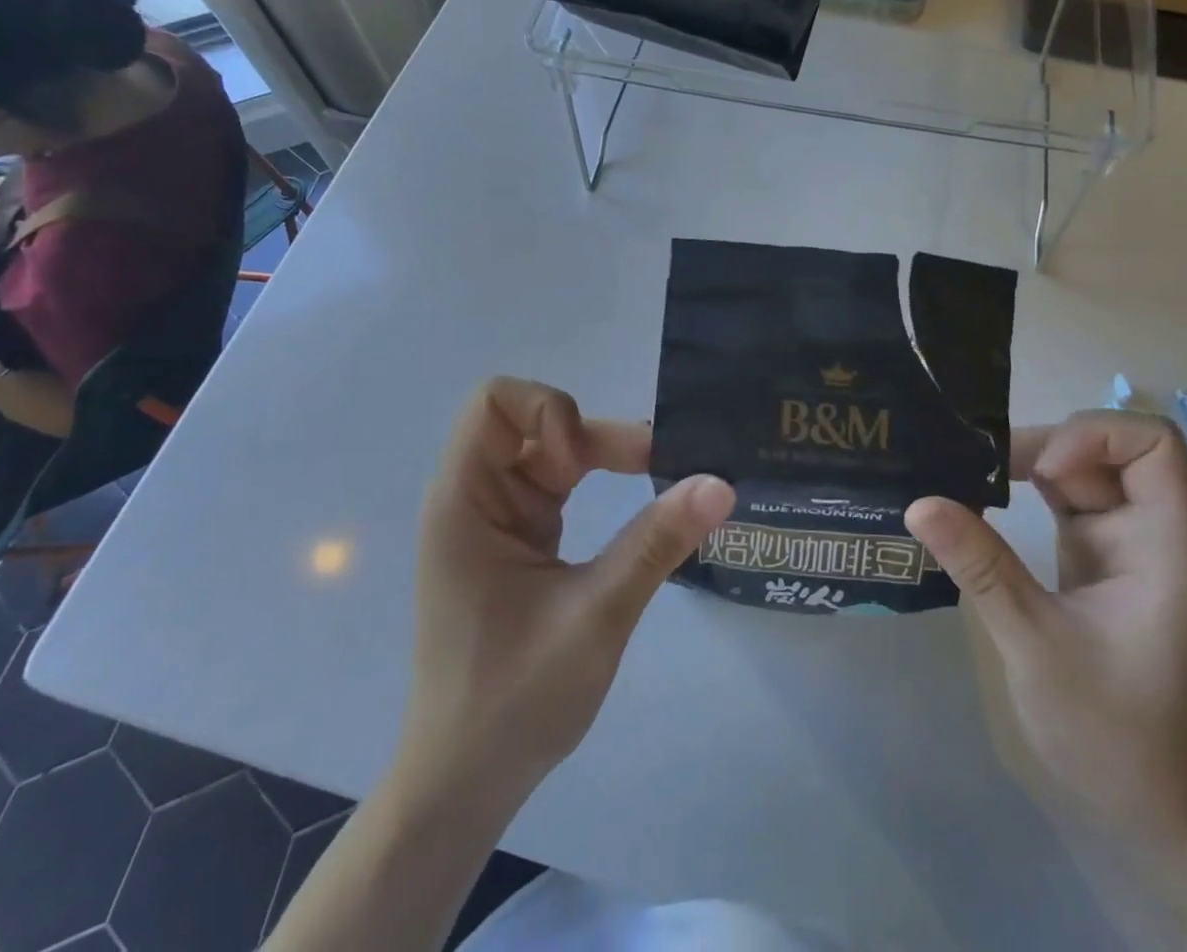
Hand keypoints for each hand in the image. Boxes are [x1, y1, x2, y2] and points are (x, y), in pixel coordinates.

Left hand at [402, 377, 735, 799]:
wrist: (465, 784)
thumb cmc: (514, 701)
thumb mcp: (596, 617)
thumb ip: (656, 543)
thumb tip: (721, 484)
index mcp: (465, 502)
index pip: (493, 403)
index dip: (546, 413)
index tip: (578, 469)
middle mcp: (474, 496)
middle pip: (533, 421)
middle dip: (593, 435)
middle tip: (657, 462)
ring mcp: (496, 516)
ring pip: (552, 448)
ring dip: (602, 456)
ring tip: (659, 478)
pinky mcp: (517, 537)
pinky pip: (557, 483)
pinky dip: (597, 482)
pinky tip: (634, 508)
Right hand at [908, 411, 1186, 839]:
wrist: (1142, 802)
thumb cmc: (1108, 729)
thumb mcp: (1035, 643)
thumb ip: (981, 567)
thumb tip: (919, 503)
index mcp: (1170, 545)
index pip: (1154, 444)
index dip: (1096, 437)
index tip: (1043, 473)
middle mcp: (1154, 530)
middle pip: (1110, 447)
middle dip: (1046, 446)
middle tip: (979, 468)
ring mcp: (1126, 540)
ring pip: (1081, 466)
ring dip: (1027, 464)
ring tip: (966, 476)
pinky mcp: (1097, 553)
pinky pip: (1065, 495)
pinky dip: (1024, 489)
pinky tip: (980, 499)